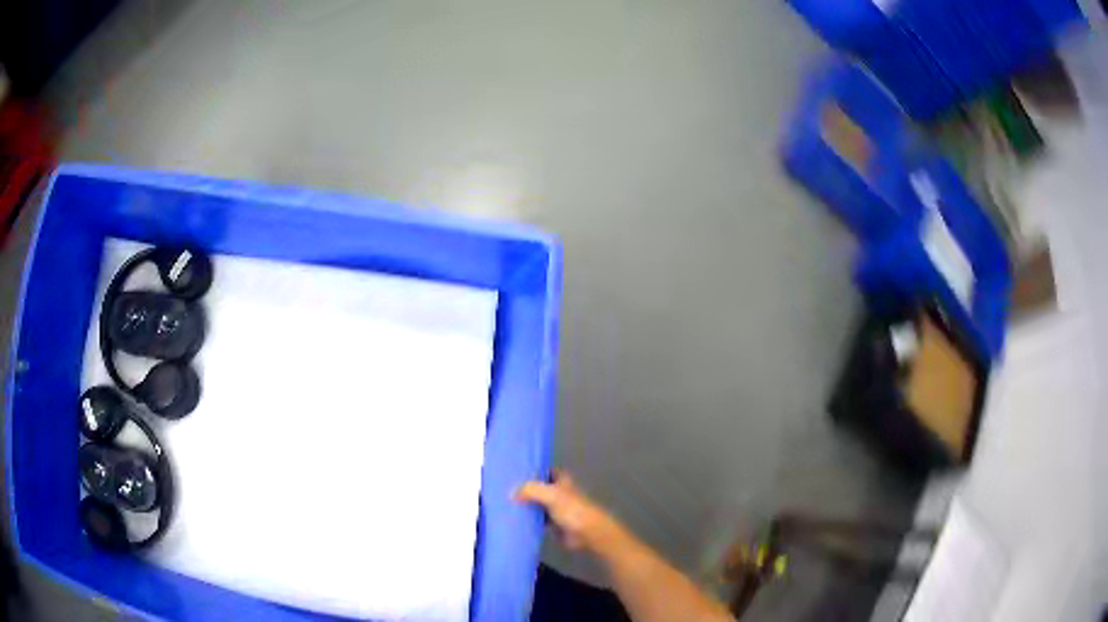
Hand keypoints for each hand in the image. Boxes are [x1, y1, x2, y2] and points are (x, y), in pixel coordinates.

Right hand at [514, 470, 624, 553]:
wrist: (587, 533)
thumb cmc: (573, 510)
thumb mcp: (551, 495)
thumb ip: (531, 490)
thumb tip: (511, 493)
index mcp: (561, 480)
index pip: (542, 470)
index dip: (530, 470)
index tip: (511, 471)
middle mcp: (557, 491)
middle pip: (537, 487)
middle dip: (523, 488)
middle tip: (502, 488)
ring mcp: (554, 507)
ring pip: (535, 503)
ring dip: (524, 504)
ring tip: (503, 502)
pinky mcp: (552, 523)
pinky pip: (536, 518)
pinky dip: (527, 518)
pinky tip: (513, 518)